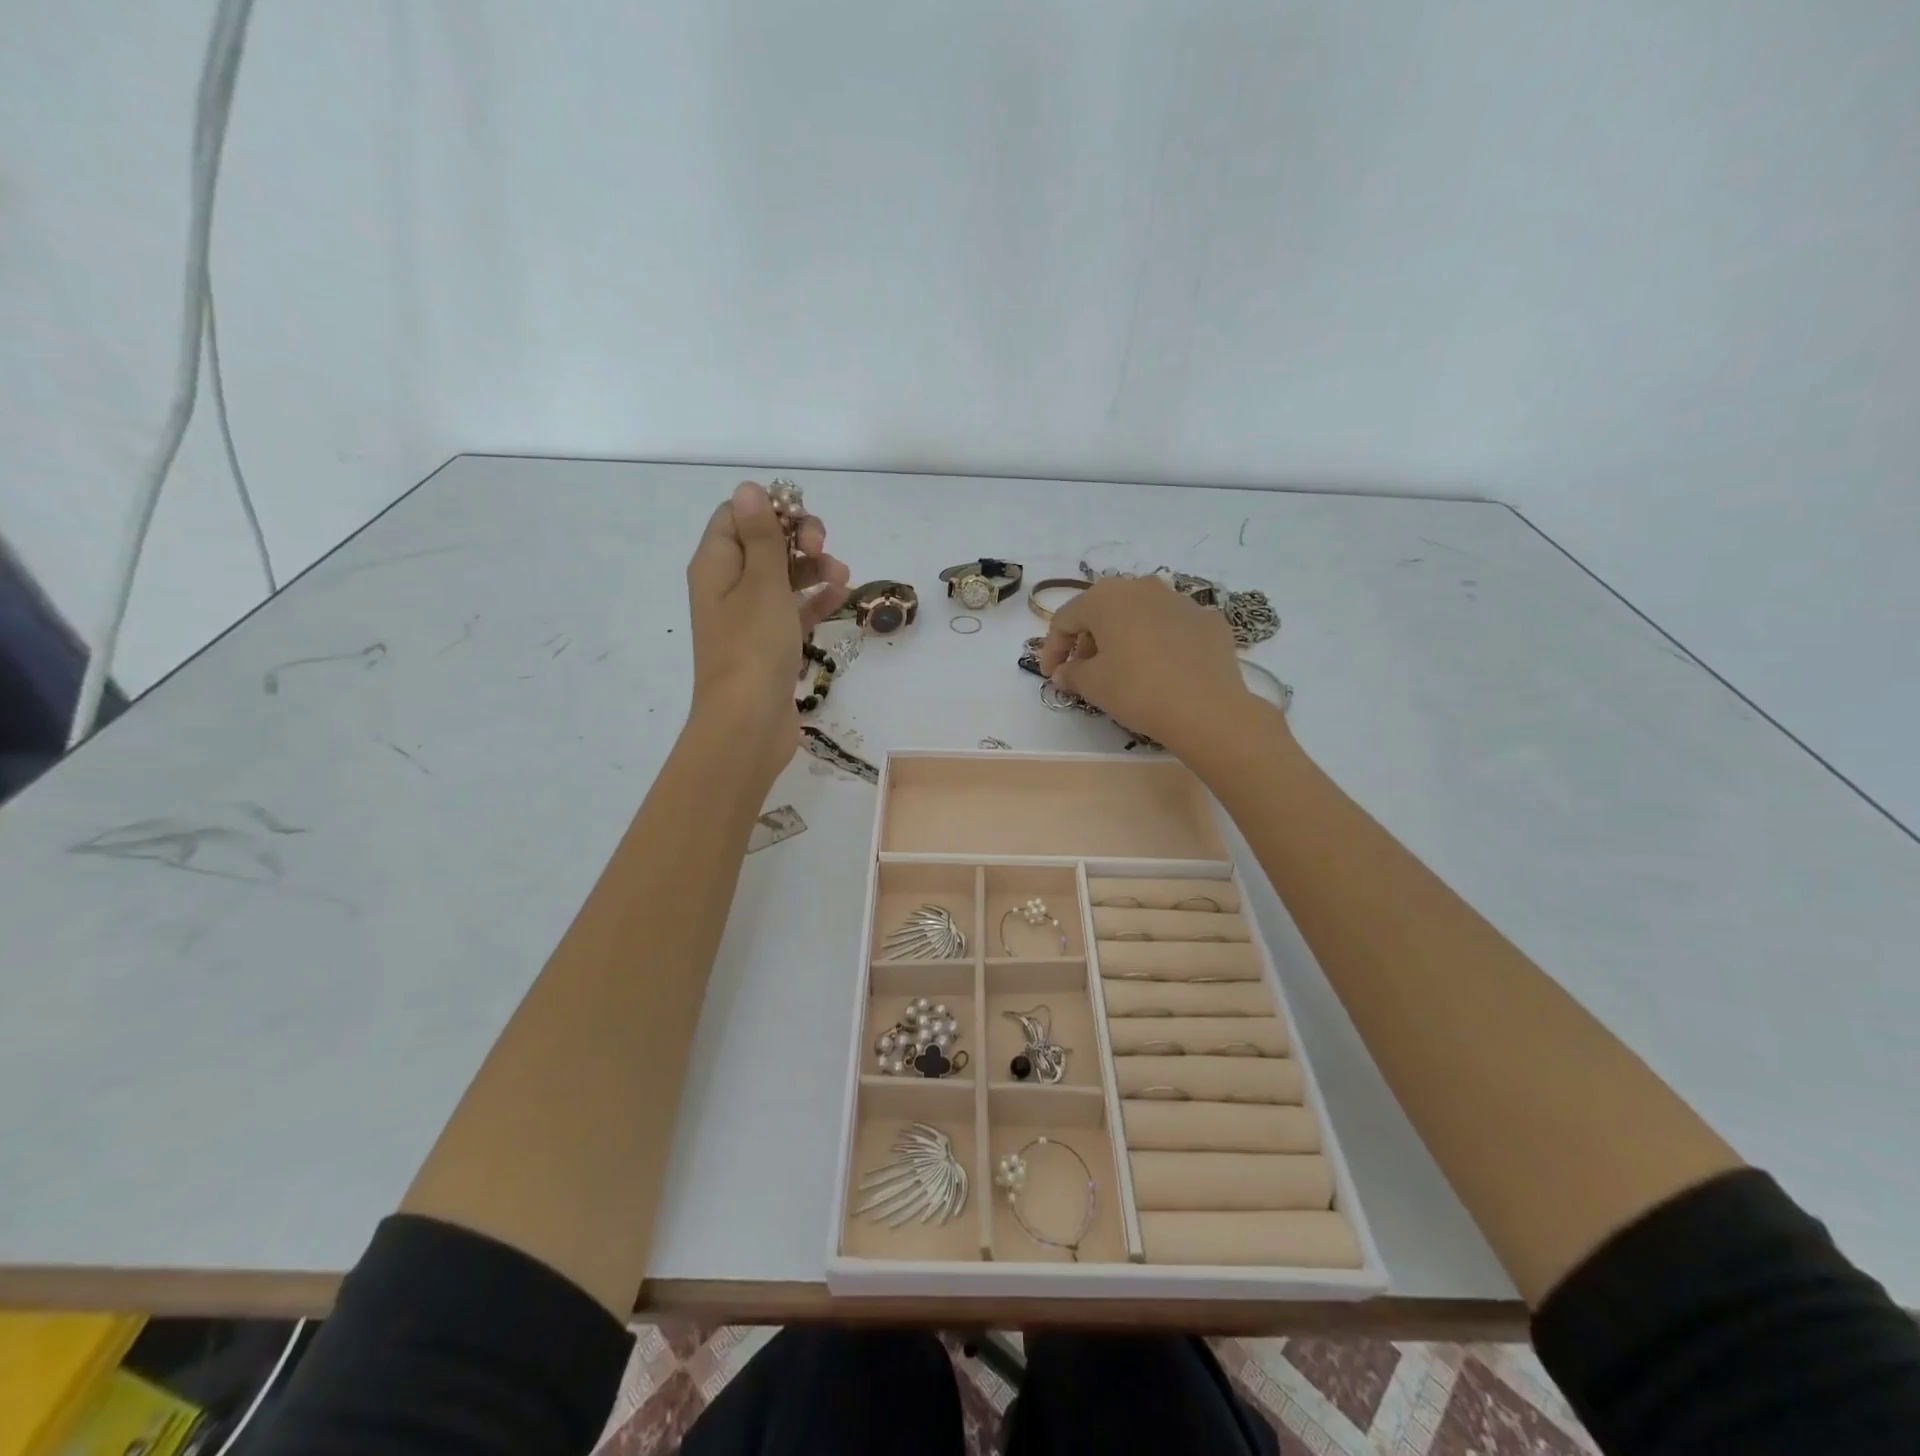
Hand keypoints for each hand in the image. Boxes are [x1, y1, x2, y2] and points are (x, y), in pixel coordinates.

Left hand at [686, 481, 850, 785]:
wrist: (748, 723)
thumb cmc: (753, 647)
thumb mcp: (762, 583)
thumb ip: (762, 536)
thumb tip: (750, 489)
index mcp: (716, 564)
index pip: (736, 515)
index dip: (770, 509)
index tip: (802, 519)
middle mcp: (728, 586)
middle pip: (764, 543)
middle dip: (798, 538)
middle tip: (823, 548)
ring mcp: (750, 618)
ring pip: (783, 577)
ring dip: (814, 569)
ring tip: (843, 577)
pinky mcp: (771, 645)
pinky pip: (794, 610)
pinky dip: (815, 600)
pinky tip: (842, 598)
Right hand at [1037, 576, 1261, 756]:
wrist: (1206, 708)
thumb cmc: (1137, 689)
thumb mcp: (1093, 685)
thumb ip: (1071, 673)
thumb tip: (1064, 672)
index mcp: (1106, 597)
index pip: (1065, 619)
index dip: (1052, 649)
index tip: (1051, 676)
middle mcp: (1142, 587)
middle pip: (1103, 611)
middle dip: (1088, 640)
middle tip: (1084, 672)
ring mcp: (1180, 600)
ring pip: (1140, 615)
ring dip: (1124, 638)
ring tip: (1122, 669)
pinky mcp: (1208, 620)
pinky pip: (1172, 627)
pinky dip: (1159, 643)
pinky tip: (1161, 670)